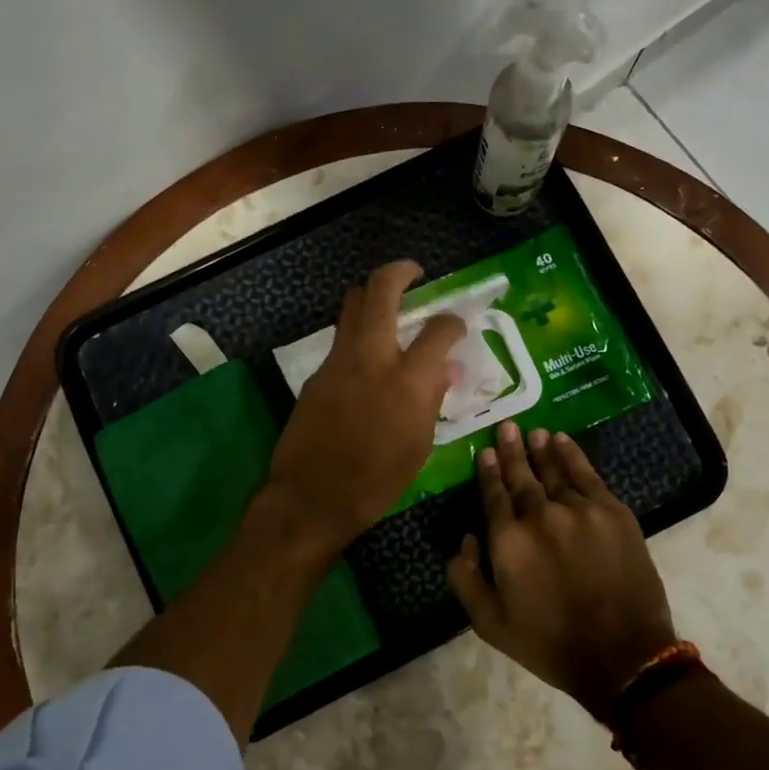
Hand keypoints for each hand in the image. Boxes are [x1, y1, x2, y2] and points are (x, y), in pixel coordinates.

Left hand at [267, 260, 465, 550]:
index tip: (456, 325)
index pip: (438, 330)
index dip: (452, 322)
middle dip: (400, 272)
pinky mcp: (317, 374)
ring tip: (389, 306)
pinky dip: (358, 334)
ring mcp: (338, 362)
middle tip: (414, 272)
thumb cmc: (377, 481)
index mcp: (407, 380)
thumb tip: (446, 369)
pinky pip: (341, 339)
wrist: (312, 496)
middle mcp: (371, 358)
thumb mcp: (419, 445)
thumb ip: (432, 398)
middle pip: (380, 291)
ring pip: (352, 306)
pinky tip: (368, 357)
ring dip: (372, 297)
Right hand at [447, 422, 678, 717]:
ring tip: (533, 433)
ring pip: (554, 471)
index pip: (494, 495)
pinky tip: (563, 442)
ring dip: (541, 450)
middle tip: (507, 427)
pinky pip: (587, 475)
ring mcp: (579, 511)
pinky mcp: (612, 512)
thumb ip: (465, 579)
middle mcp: (540, 516)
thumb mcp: (490, 624)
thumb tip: (465, 539)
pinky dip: (573, 456)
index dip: (489, 472)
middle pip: (521, 476)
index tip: (485, 452)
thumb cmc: (550, 643)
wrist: (623, 657)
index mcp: (508, 541)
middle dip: (511, 451)